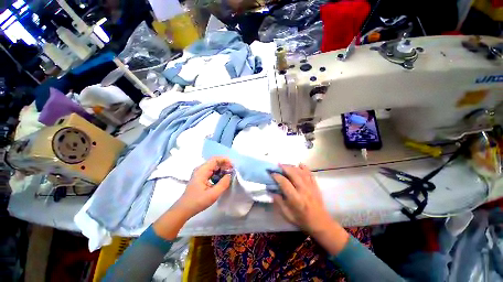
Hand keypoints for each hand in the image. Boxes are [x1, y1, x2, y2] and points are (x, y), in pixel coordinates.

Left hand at [154, 157, 232, 239]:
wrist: (184, 209)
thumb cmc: (198, 201)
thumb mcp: (213, 194)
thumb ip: (223, 184)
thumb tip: (230, 175)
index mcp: (202, 171)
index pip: (215, 159)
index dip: (225, 160)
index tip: (232, 166)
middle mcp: (200, 169)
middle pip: (215, 162)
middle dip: (224, 165)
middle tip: (232, 171)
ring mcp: (200, 173)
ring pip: (214, 166)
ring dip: (222, 169)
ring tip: (228, 175)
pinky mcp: (201, 177)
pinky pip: (211, 171)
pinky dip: (218, 173)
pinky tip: (222, 179)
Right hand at [271, 164, 348, 254]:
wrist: (320, 223)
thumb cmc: (301, 220)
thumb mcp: (287, 215)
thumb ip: (278, 202)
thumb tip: (271, 191)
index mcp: (295, 198)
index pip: (284, 183)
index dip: (277, 176)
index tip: (272, 173)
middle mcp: (303, 190)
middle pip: (293, 174)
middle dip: (284, 168)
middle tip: (278, 165)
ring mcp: (310, 187)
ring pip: (301, 172)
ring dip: (292, 167)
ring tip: (286, 165)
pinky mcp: (315, 186)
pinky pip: (310, 174)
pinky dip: (305, 168)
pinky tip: (300, 164)